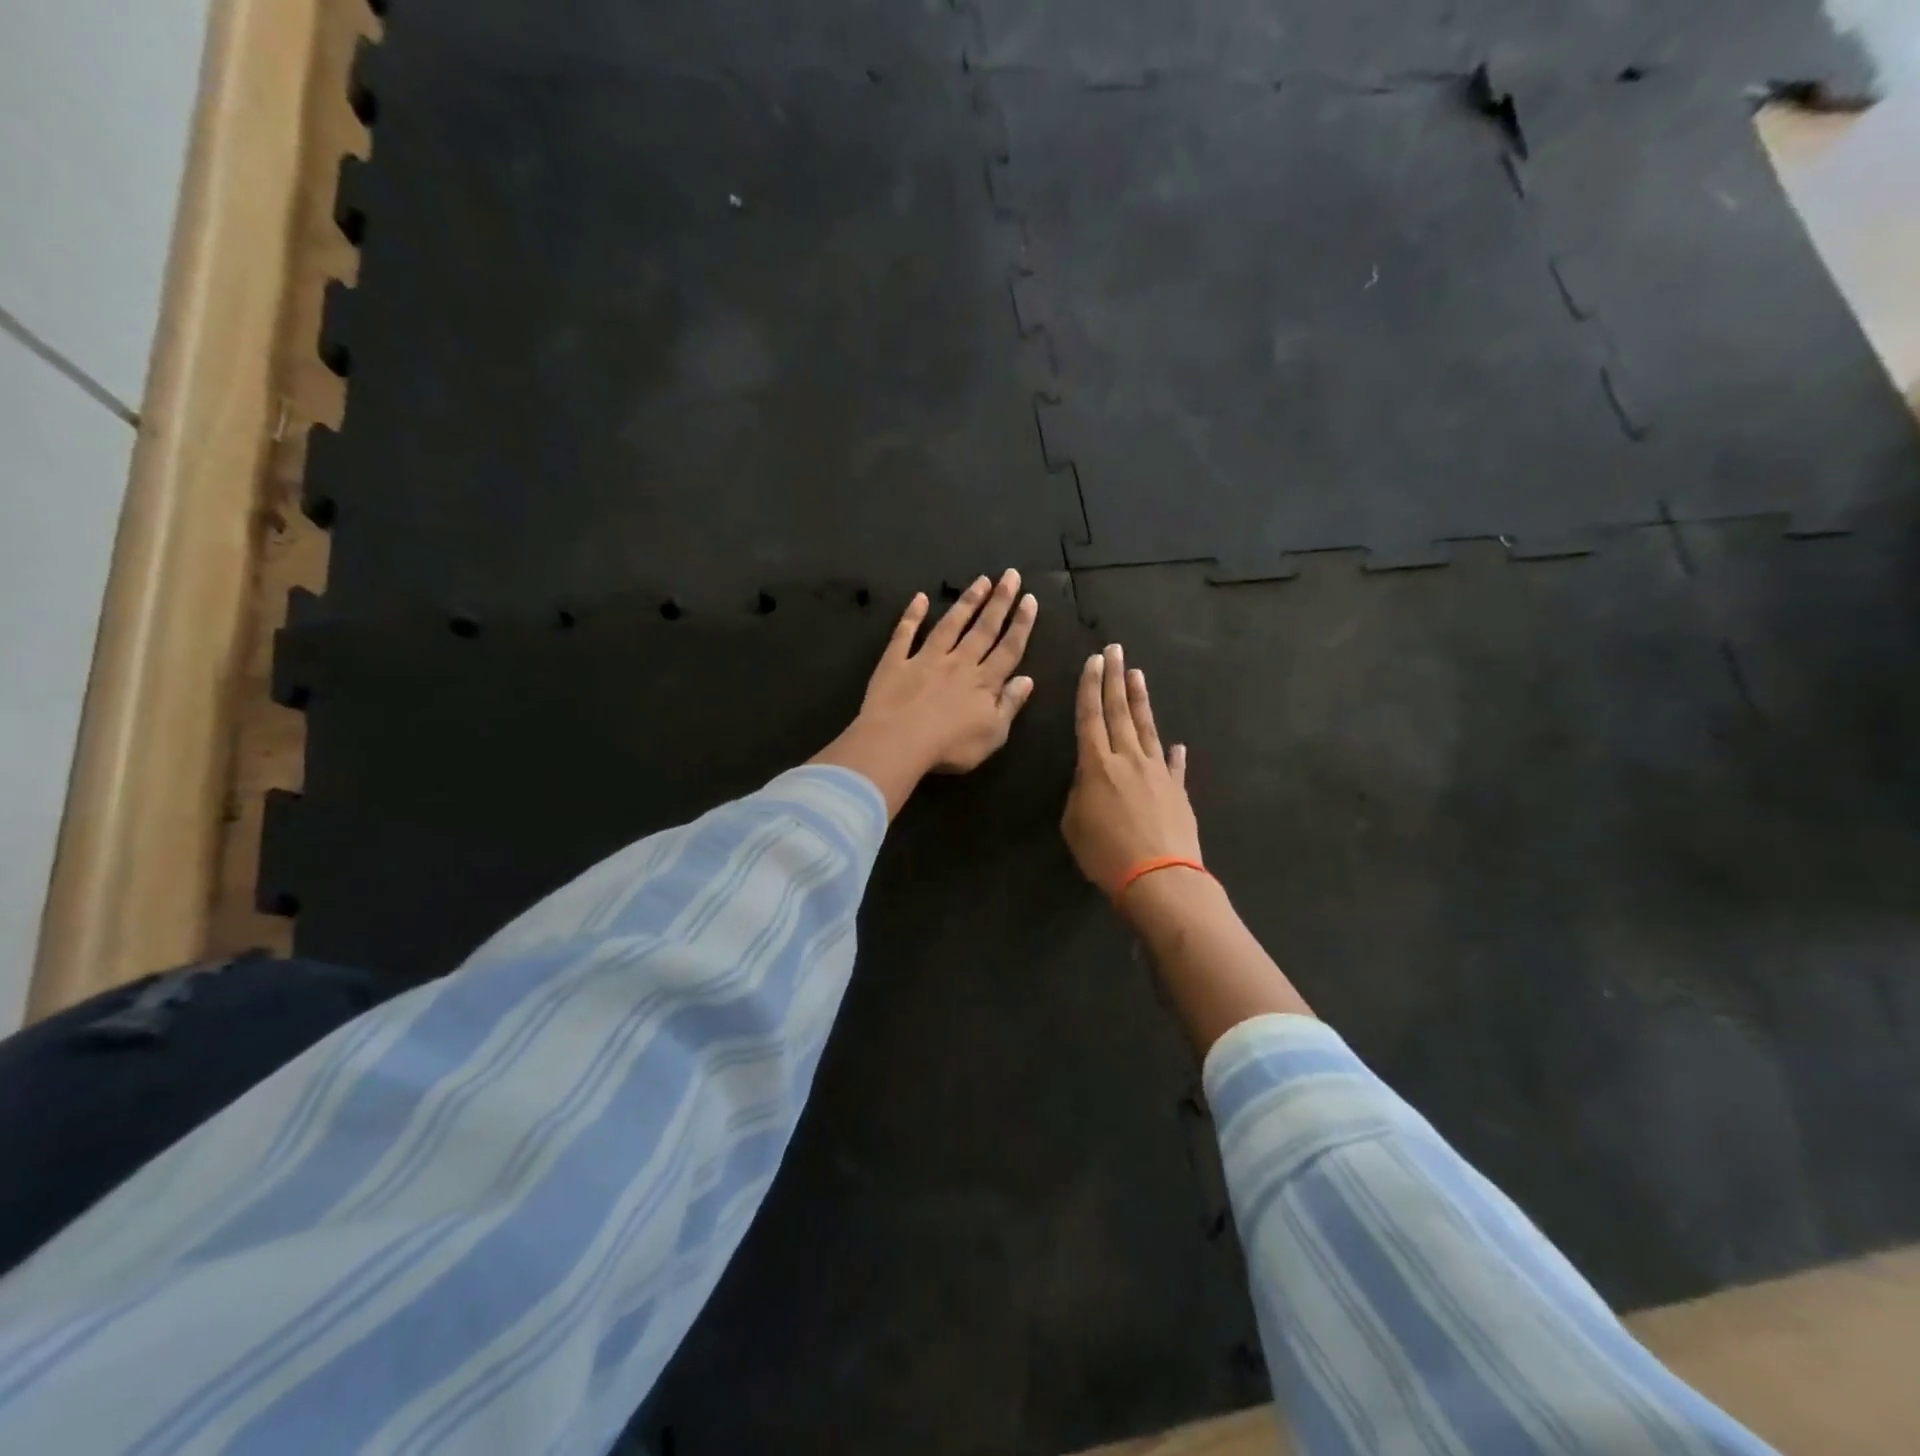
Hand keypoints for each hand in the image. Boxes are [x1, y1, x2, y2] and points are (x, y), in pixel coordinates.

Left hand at [812, 570, 1038, 815]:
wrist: (898, 743)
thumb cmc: (950, 747)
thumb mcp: (992, 734)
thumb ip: (1010, 705)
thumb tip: (1027, 679)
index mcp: (984, 683)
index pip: (1008, 648)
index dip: (1021, 624)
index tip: (1029, 599)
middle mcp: (959, 663)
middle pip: (983, 629)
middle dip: (1000, 601)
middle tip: (1011, 575)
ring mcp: (925, 659)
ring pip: (950, 625)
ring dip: (967, 602)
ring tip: (980, 580)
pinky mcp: (896, 662)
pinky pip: (905, 634)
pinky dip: (912, 615)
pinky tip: (919, 598)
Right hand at [1061, 644, 1200, 896]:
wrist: (1159, 878)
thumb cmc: (1106, 854)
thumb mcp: (1074, 825)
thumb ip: (1080, 794)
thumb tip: (1092, 779)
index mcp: (1097, 766)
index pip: (1090, 717)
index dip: (1089, 688)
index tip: (1093, 661)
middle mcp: (1128, 759)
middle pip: (1119, 712)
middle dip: (1114, 679)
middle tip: (1115, 649)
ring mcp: (1157, 772)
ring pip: (1147, 728)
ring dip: (1141, 700)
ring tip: (1137, 674)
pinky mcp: (1178, 791)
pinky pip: (1174, 766)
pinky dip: (1173, 754)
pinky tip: (1176, 744)